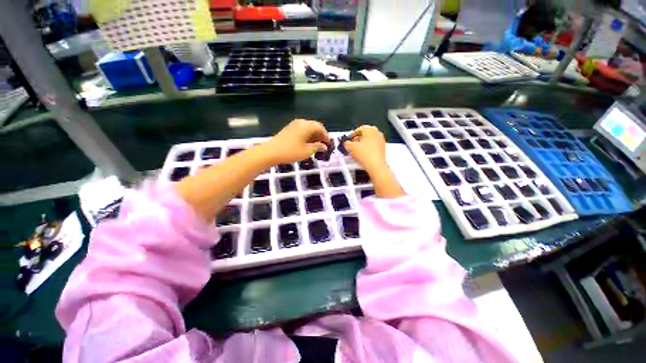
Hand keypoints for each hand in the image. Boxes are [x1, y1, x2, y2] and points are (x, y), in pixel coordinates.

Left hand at [262, 119, 330, 164]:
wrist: (271, 152)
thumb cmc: (291, 152)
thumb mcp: (307, 151)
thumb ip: (317, 147)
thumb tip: (324, 146)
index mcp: (307, 126)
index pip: (320, 128)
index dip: (326, 135)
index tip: (329, 143)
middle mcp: (301, 122)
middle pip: (314, 126)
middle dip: (320, 134)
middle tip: (323, 144)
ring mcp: (294, 125)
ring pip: (308, 127)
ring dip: (313, 135)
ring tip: (316, 145)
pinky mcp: (289, 129)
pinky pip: (302, 129)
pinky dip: (307, 135)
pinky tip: (307, 143)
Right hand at [343, 125, 386, 172]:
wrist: (375, 166)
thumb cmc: (365, 155)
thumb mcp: (351, 147)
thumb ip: (346, 143)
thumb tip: (346, 143)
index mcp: (370, 129)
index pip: (358, 129)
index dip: (351, 135)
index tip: (348, 140)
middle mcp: (377, 133)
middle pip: (363, 135)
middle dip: (356, 141)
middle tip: (350, 146)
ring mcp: (381, 141)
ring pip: (367, 142)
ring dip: (361, 146)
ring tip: (355, 152)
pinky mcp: (382, 149)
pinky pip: (371, 147)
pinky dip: (366, 150)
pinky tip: (361, 156)